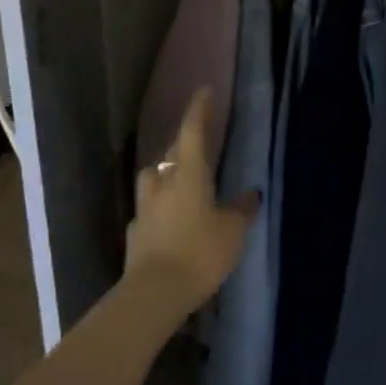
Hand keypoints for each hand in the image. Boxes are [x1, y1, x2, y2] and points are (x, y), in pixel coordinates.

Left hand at [125, 88, 257, 325]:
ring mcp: (144, 207)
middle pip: (171, 153)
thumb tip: (250, 193)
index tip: (204, 91)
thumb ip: (241, 209)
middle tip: (198, 143)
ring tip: (181, 180)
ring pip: (154, 177)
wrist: (153, 294)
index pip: (192, 131)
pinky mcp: (135, 231)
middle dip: (184, 144)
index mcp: (188, 173)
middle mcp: (162, 182)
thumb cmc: (199, 253)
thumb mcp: (232, 231)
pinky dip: (160, 206)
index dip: (199, 110)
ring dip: (166, 173)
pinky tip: (169, 218)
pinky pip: (149, 207)